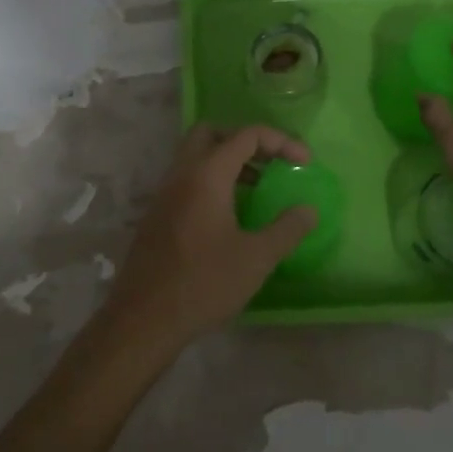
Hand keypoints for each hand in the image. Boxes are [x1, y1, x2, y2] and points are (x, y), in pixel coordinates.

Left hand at [101, 124, 316, 357]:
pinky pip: (186, 178)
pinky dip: (210, 179)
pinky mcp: (157, 212)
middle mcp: (182, 173)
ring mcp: (164, 192)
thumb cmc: (204, 284)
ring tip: (256, 186)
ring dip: (227, 160)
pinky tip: (229, 213)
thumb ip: (287, 229)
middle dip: (245, 141)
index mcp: (207, 174)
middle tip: (270, 163)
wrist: (144, 318)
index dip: (281, 141)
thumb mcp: (256, 258)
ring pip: (195, 155)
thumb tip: (308, 210)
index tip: (305, 161)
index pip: (247, 135)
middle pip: (213, 133)